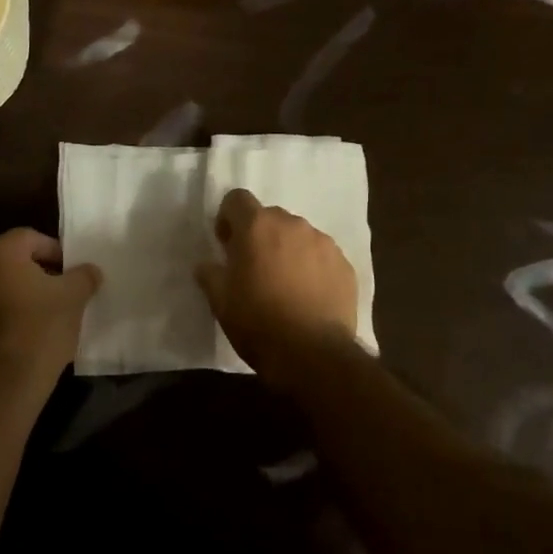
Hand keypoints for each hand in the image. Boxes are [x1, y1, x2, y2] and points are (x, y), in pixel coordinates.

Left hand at [0, 229, 100, 381]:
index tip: (71, 270)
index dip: (54, 250)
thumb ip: (83, 275)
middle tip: (59, 289)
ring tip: (42, 312)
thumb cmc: (43, 326)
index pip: (29, 237)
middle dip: (35, 271)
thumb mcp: (74, 296)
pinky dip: (3, 314)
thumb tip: (89, 270)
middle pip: (10, 260)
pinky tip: (23, 332)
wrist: (8, 381)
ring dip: (17, 292)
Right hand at [195, 189, 356, 379]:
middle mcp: (293, 224)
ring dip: (288, 251)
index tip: (227, 245)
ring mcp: (323, 243)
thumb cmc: (258, 322)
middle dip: (259, 236)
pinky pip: (322, 256)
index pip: (237, 199)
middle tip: (254, 269)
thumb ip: (210, 273)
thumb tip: (207, 264)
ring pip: (298, 236)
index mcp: (257, 226)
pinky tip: (309, 297)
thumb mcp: (220, 301)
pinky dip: (312, 268)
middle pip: (270, 217)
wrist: (313, 354)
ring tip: (285, 285)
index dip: (228, 218)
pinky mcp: (345, 265)